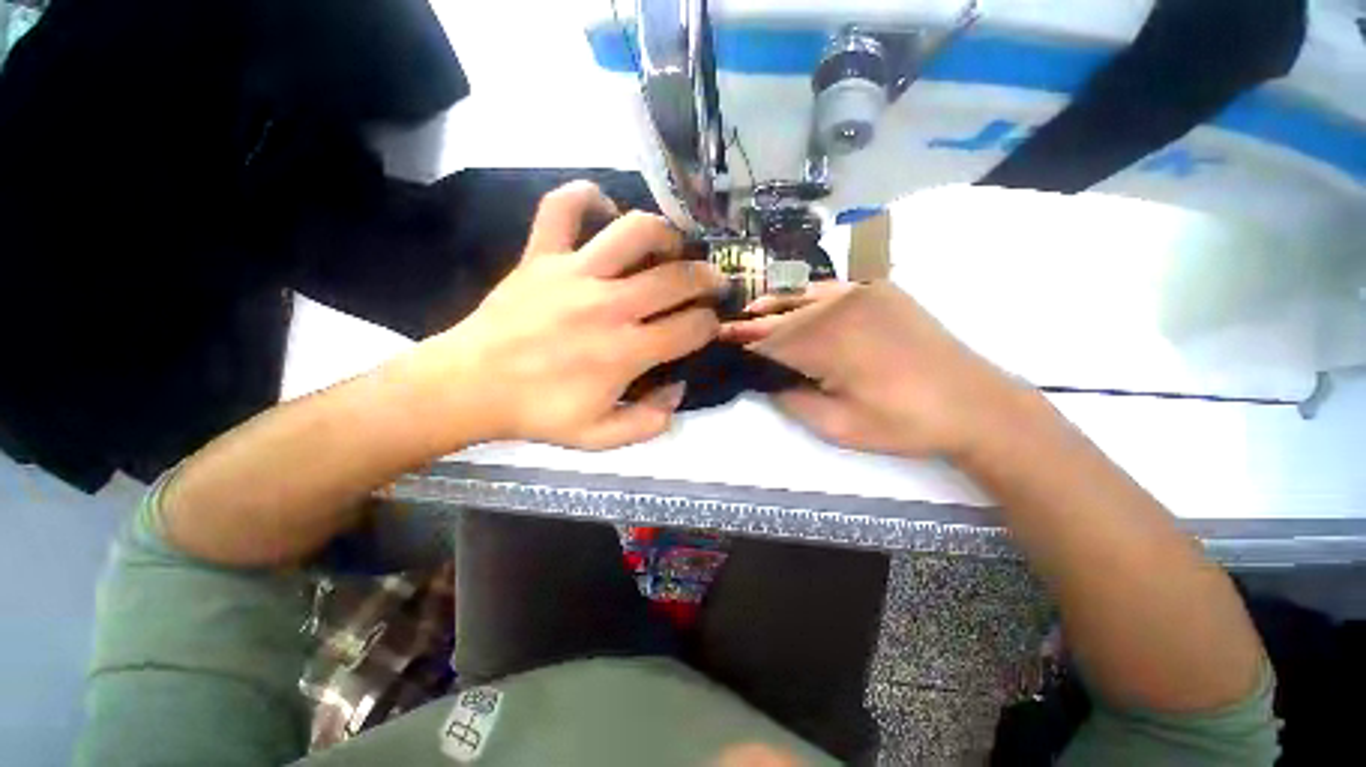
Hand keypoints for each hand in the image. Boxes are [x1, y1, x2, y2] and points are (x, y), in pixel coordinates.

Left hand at [402, 181, 722, 449]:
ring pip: (635, 232)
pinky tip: (604, 211)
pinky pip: (562, 207)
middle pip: (678, 277)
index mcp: (626, 351)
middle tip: (713, 282)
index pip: (691, 327)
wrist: (469, 387)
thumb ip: (650, 422)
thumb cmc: (538, 413)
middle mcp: (609, 306)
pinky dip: (586, 196)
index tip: (709, 325)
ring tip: (671, 246)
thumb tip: (678, 388)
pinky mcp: (541, 256)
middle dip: (707, 278)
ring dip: (664, 234)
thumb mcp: (601, 437)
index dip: (710, 325)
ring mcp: (575, 274)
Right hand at [742, 281, 1030, 458]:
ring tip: (750, 312)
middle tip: (729, 328)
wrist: (974, 404)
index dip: (742, 341)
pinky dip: (805, 295)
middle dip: (753, 324)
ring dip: (775, 306)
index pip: (770, 339)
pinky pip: (830, 288)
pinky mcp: (881, 289)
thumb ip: (791, 399)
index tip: (718, 338)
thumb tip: (765, 381)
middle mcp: (840, 306)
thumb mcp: (836, 426)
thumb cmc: (903, 423)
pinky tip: (793, 301)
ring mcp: (864, 291)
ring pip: (803, 296)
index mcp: (828, 341)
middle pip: (783, 315)